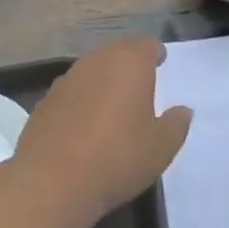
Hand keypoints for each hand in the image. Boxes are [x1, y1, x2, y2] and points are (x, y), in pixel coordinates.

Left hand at [12, 38, 191, 222]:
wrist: (52, 182)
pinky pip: (72, 92)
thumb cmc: (117, 158)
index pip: (146, 45)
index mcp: (129, 64)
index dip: (155, 53)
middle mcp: (96, 62)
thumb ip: (176, 124)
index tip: (160, 62)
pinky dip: (82, 100)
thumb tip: (183, 110)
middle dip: (130, 65)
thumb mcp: (161, 147)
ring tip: (114, 105)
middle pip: (117, 53)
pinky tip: (85, 125)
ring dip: (104, 81)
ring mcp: (67, 80)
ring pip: (92, 70)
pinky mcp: (45, 101)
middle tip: (141, 84)